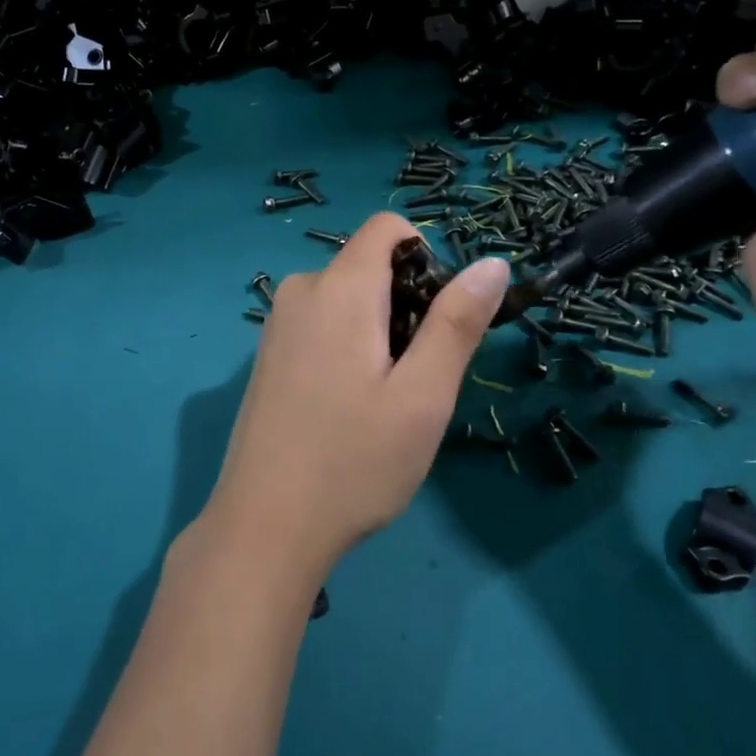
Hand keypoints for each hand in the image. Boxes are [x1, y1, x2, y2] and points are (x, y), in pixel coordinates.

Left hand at [195, 215, 509, 578]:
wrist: (265, 526)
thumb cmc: (354, 462)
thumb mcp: (423, 395)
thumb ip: (458, 322)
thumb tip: (491, 262)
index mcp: (339, 288)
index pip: (388, 228)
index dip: (427, 258)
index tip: (437, 320)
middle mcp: (301, 291)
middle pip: (369, 266)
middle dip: (406, 305)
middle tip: (414, 380)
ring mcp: (277, 325)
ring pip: (347, 300)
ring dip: (378, 333)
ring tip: (380, 402)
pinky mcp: (267, 355)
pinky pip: (322, 325)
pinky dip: (348, 348)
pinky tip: (346, 409)